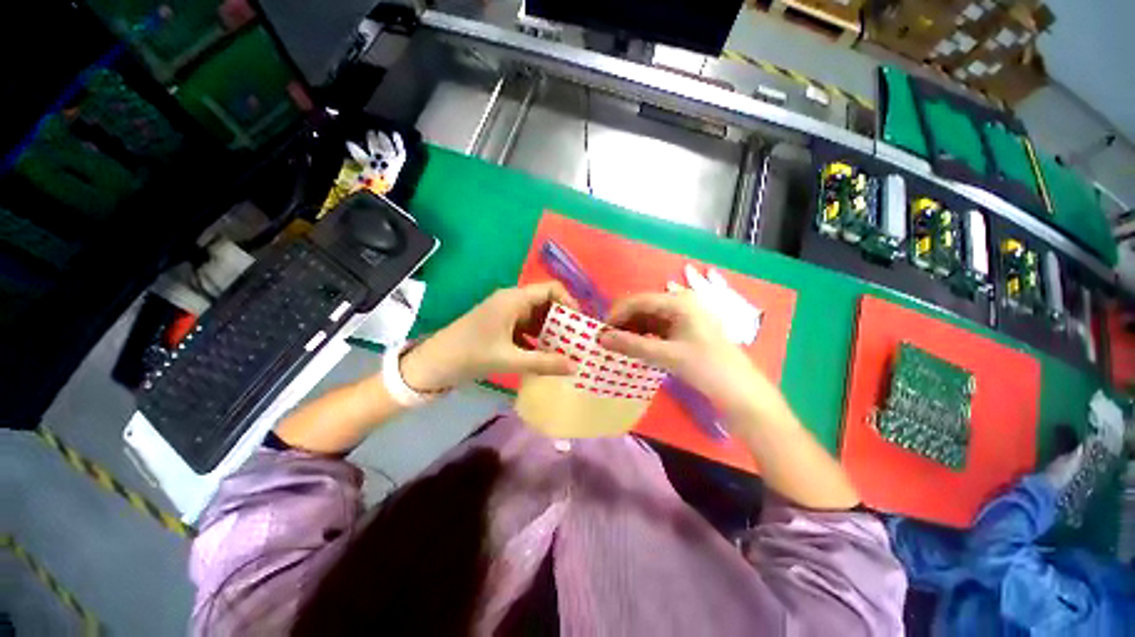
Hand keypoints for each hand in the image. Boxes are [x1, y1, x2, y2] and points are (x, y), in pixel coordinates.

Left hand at [400, 283, 578, 391]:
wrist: (432, 365)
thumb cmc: (469, 355)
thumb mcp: (509, 359)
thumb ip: (544, 363)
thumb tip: (575, 367)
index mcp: (513, 299)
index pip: (551, 289)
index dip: (569, 303)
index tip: (581, 325)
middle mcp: (511, 301)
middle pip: (546, 303)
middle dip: (563, 321)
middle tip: (578, 342)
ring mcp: (505, 314)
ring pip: (537, 317)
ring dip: (551, 332)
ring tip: (566, 350)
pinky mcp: (500, 327)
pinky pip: (527, 328)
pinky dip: (538, 339)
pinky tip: (546, 356)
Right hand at [598, 291, 769, 416]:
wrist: (740, 391)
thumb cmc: (706, 367)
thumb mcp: (666, 355)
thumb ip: (632, 345)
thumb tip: (601, 339)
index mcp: (679, 302)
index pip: (639, 300)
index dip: (617, 314)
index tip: (601, 331)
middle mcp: (681, 304)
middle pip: (643, 308)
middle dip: (624, 322)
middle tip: (607, 340)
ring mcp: (684, 317)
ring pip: (649, 319)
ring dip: (632, 330)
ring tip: (617, 345)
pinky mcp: (685, 330)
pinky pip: (657, 329)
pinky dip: (644, 337)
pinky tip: (634, 347)